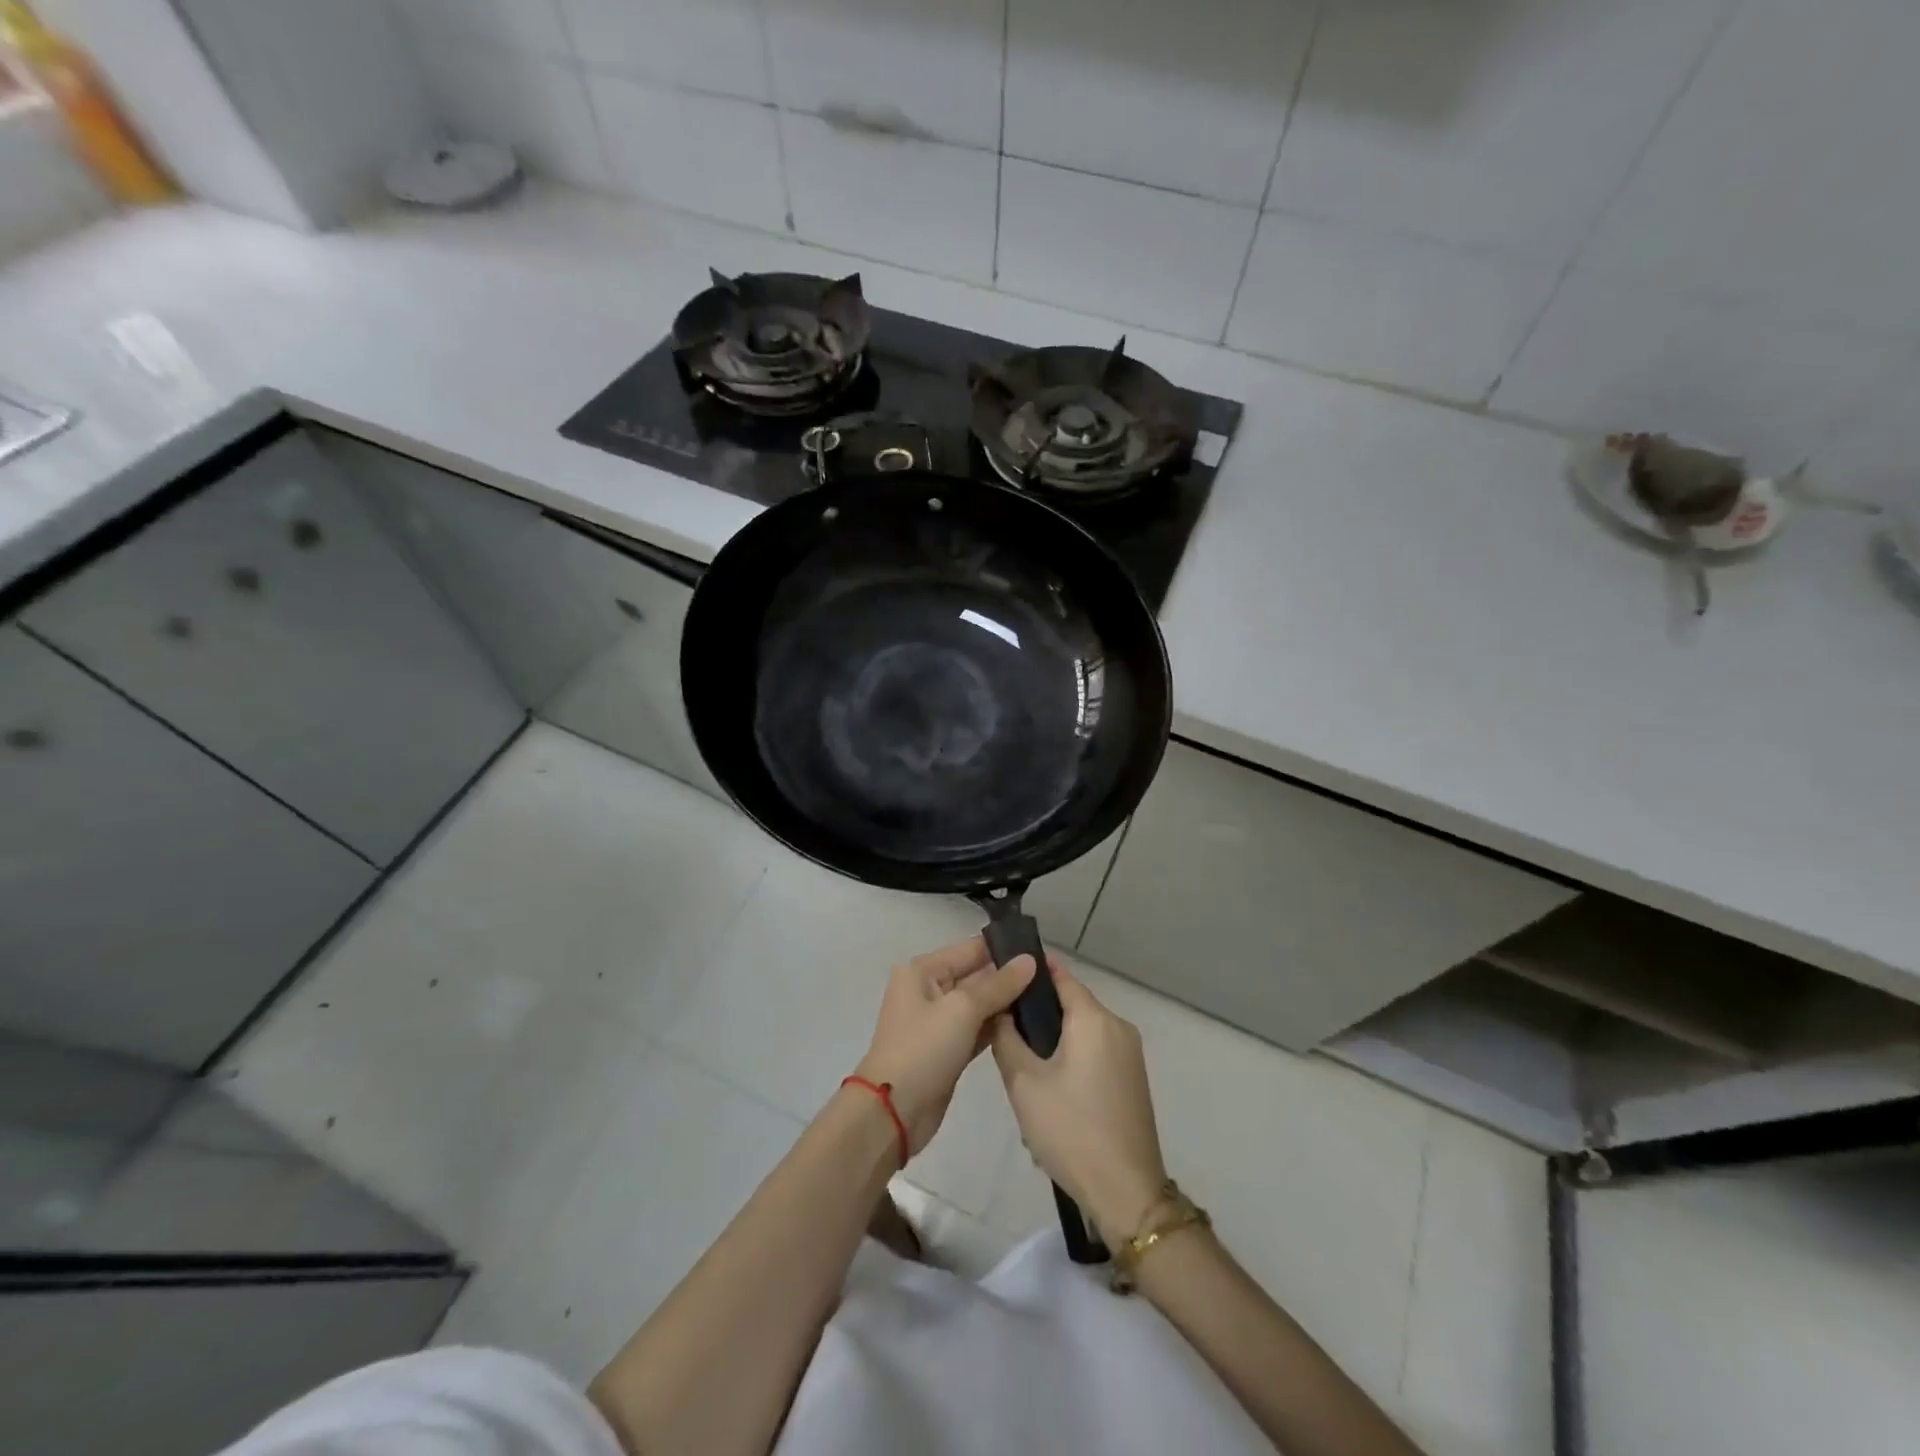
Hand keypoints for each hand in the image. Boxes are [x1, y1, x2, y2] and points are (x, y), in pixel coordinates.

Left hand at [853, 937, 1035, 1155]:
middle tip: (1051, 977)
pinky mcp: (948, 1048)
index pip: (970, 949)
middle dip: (1009, 977)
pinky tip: (1027, 1025)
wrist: (894, 1112)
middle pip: (976, 975)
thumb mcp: (962, 1009)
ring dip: (1006, 1003)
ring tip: (1047, 998)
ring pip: (979, 1004)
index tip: (1041, 951)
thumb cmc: (924, 1048)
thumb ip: (998, 984)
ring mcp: (938, 1021)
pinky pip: (977, 1028)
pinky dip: (997, 1027)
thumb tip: (1030, 960)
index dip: (1004, 949)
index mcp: (923, 970)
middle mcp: (929, 990)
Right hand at [992, 958, 1168, 1244]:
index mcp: (1094, 1019)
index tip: (1003, 973)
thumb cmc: (1071, 1130)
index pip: (1059, 976)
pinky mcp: (1133, 1078)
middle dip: (1038, 1011)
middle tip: (1003, 1027)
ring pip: (1083, 1030)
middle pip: (1072, 1003)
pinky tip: (1050, 1085)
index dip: (1031, 971)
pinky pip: (1096, 1051)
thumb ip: (1006, 1038)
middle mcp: (1117, 1026)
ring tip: (1021, 1060)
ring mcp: (1130, 1053)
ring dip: (1055, 1037)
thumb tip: (1000, 1010)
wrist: (1126, 1192)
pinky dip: (1072, 1055)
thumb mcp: (1024, 1083)